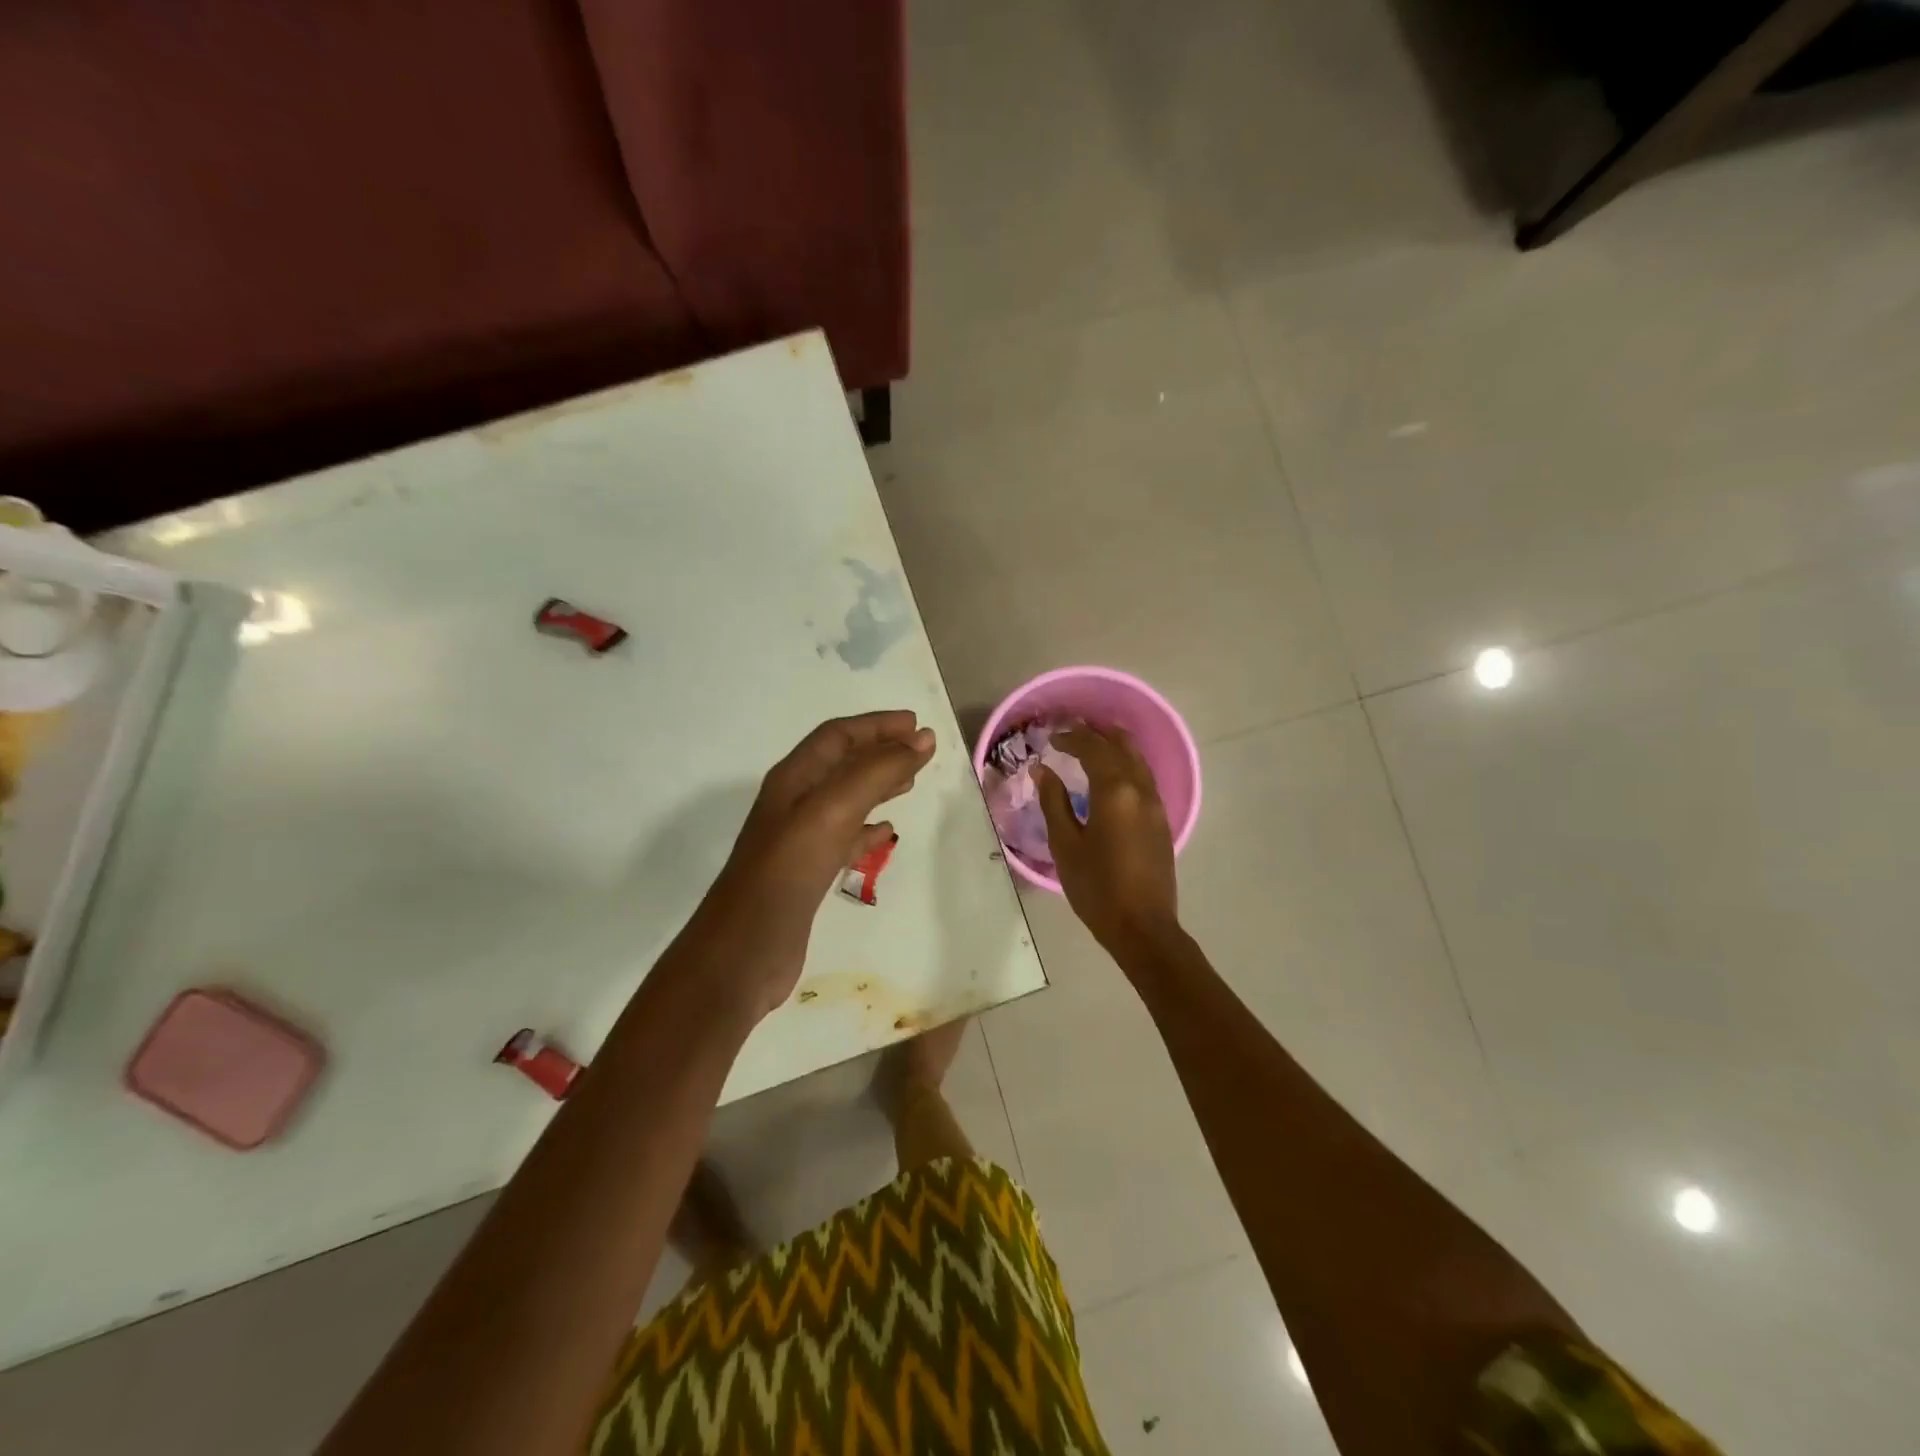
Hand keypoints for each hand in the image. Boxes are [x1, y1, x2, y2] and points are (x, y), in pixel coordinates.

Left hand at [694, 711, 934, 1016]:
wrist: (743, 952)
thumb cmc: (787, 872)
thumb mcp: (833, 811)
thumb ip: (877, 772)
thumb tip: (922, 738)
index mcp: (794, 779)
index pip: (838, 736)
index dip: (877, 725)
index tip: (917, 724)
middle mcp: (794, 803)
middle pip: (842, 763)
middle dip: (880, 750)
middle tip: (921, 749)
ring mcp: (799, 840)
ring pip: (846, 799)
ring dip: (877, 785)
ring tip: (911, 782)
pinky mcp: (807, 874)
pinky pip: (844, 838)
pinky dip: (868, 829)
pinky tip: (887, 834)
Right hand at [1035, 725, 1180, 961]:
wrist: (1143, 927)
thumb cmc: (1097, 888)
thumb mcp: (1065, 845)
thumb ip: (1054, 802)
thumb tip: (1043, 770)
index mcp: (1115, 792)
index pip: (1093, 749)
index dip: (1072, 738)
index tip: (1051, 738)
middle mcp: (1141, 790)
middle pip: (1122, 747)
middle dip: (1098, 734)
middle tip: (1074, 730)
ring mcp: (1156, 805)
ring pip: (1138, 760)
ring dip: (1116, 746)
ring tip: (1094, 743)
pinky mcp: (1162, 821)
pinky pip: (1144, 778)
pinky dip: (1127, 764)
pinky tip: (1113, 774)